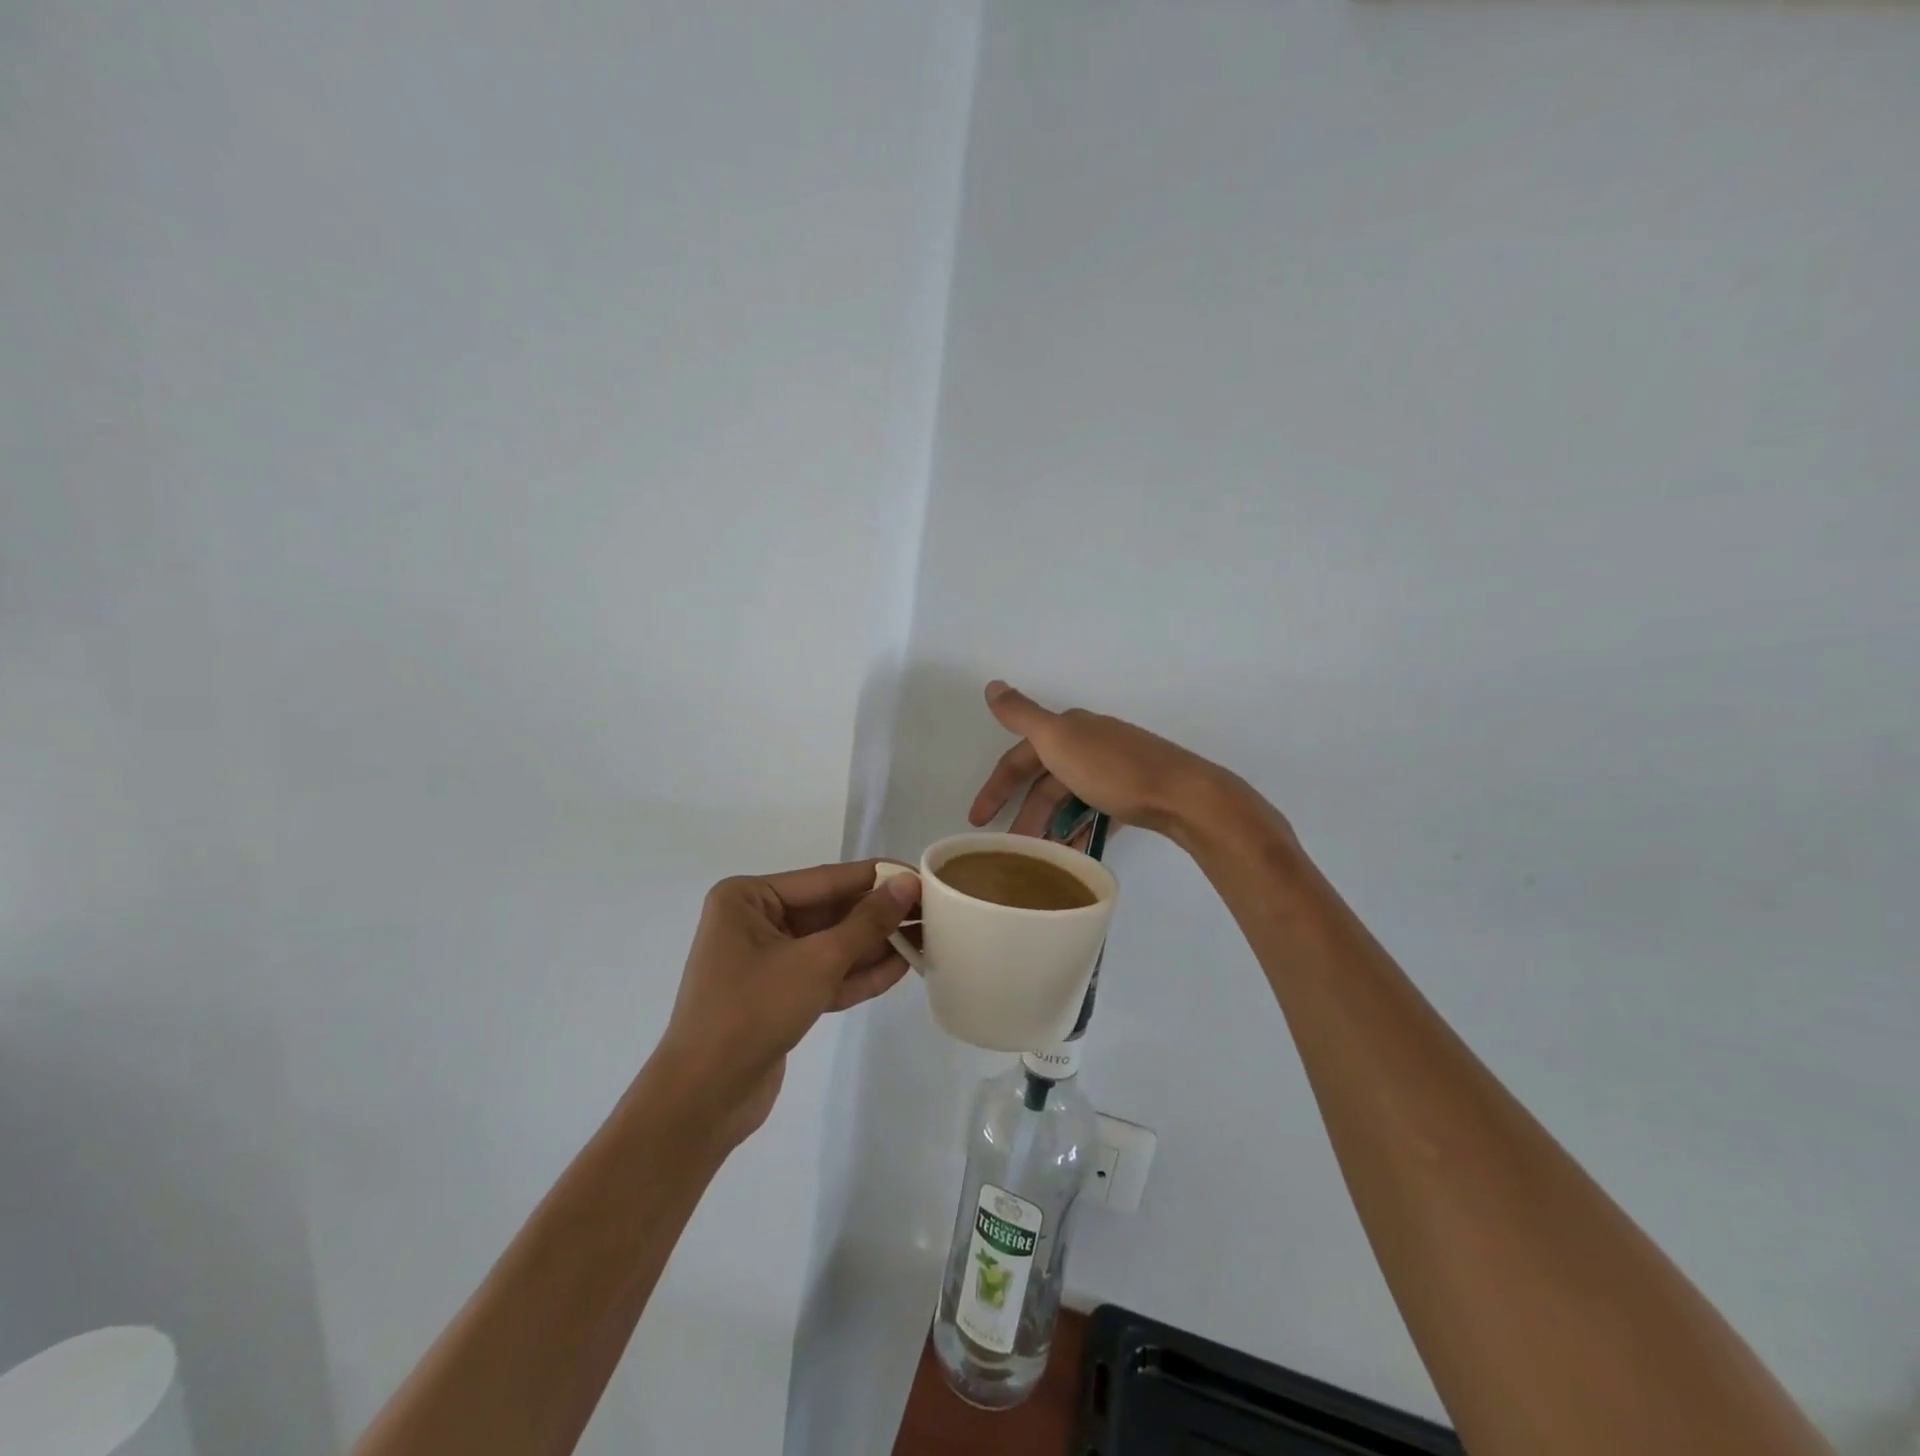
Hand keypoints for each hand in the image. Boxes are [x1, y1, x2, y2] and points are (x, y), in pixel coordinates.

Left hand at [655, 861, 919, 1145]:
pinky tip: (901, 968)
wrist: (703, 1099)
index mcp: (749, 898)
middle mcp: (754, 921)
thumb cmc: (753, 1011)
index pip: (826, 879)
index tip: (922, 875)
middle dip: (879, 916)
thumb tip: (908, 883)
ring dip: (875, 946)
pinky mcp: (777, 996)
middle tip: (933, 911)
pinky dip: (858, 973)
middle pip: (830, 911)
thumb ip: (866, 922)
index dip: (877, 877)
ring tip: (927, 938)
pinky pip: (823, 974)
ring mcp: (765, 961)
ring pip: (830, 944)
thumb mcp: (817, 961)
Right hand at [969, 681, 1250, 843]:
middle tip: (1010, 849)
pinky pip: (1095, 814)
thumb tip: (992, 685)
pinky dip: (1079, 831)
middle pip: (1044, 783)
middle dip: (1025, 814)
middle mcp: (1089, 744)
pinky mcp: (1133, 795)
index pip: (1019, 758)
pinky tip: (1073, 853)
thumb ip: (1022, 715)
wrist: (1183, 794)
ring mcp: (1113, 771)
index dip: (996, 787)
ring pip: (1069, 801)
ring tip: (1040, 857)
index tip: (978, 821)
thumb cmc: (1113, 769)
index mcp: (1069, 730)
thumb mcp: (1058, 739)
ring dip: (1051, 826)